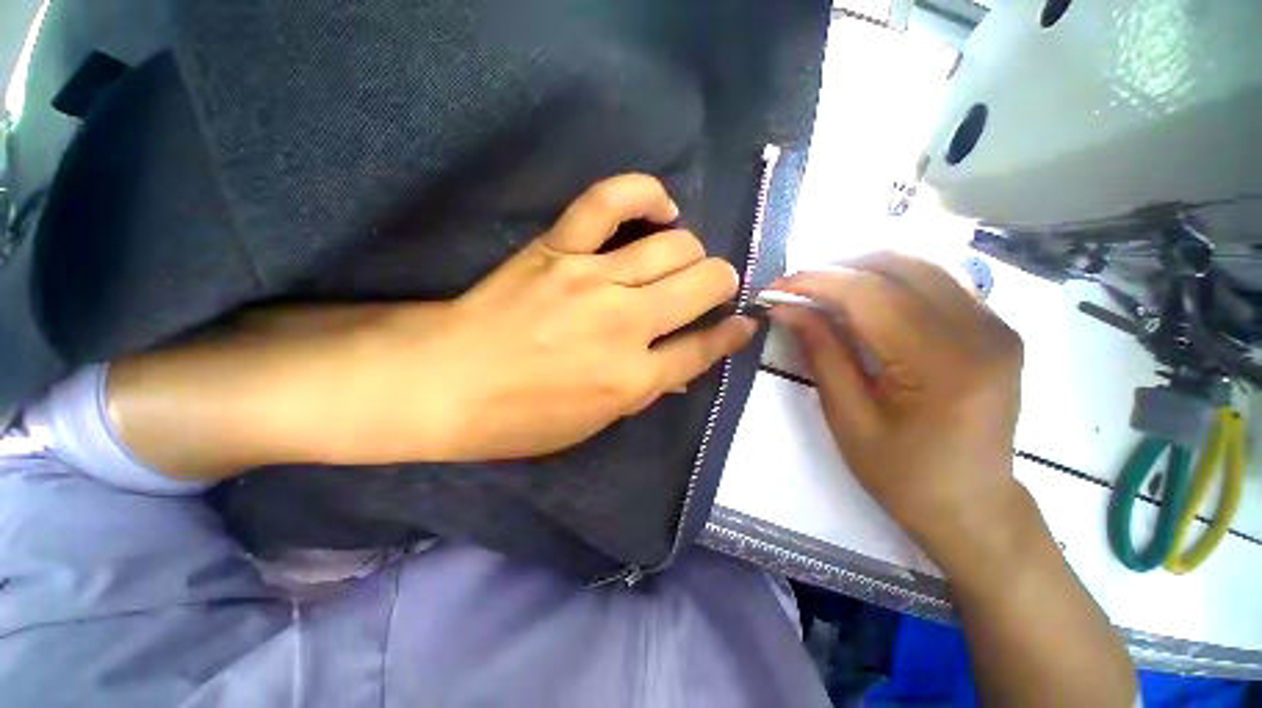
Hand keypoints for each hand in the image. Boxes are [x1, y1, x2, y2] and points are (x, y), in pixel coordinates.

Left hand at [109, 174, 756, 476]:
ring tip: (688, 258)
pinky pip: (610, 201)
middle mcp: (625, 325)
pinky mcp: (558, 248)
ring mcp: (592, 280)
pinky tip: (661, 205)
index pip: (702, 349)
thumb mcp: (591, 423)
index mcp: (632, 379)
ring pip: (673, 246)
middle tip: (716, 286)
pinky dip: (644, 193)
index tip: (744, 323)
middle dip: (721, 283)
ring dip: (694, 251)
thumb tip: (681, 368)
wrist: (442, 383)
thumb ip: (644, 391)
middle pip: (701, 286)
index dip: (730, 334)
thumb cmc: (518, 417)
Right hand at [769, 252, 1024, 571]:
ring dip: (863, 268)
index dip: (816, 281)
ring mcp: (997, 326)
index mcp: (942, 367)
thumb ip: (821, 353)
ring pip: (922, 264)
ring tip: (823, 289)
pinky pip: (939, 280)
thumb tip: (786, 308)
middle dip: (837, 267)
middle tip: (796, 287)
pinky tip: (864, 297)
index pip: (870, 295)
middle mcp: (982, 333)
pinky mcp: (996, 327)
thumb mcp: (848, 418)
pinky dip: (892, 279)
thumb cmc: (902, 475)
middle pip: (900, 266)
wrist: (972, 505)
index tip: (776, 286)